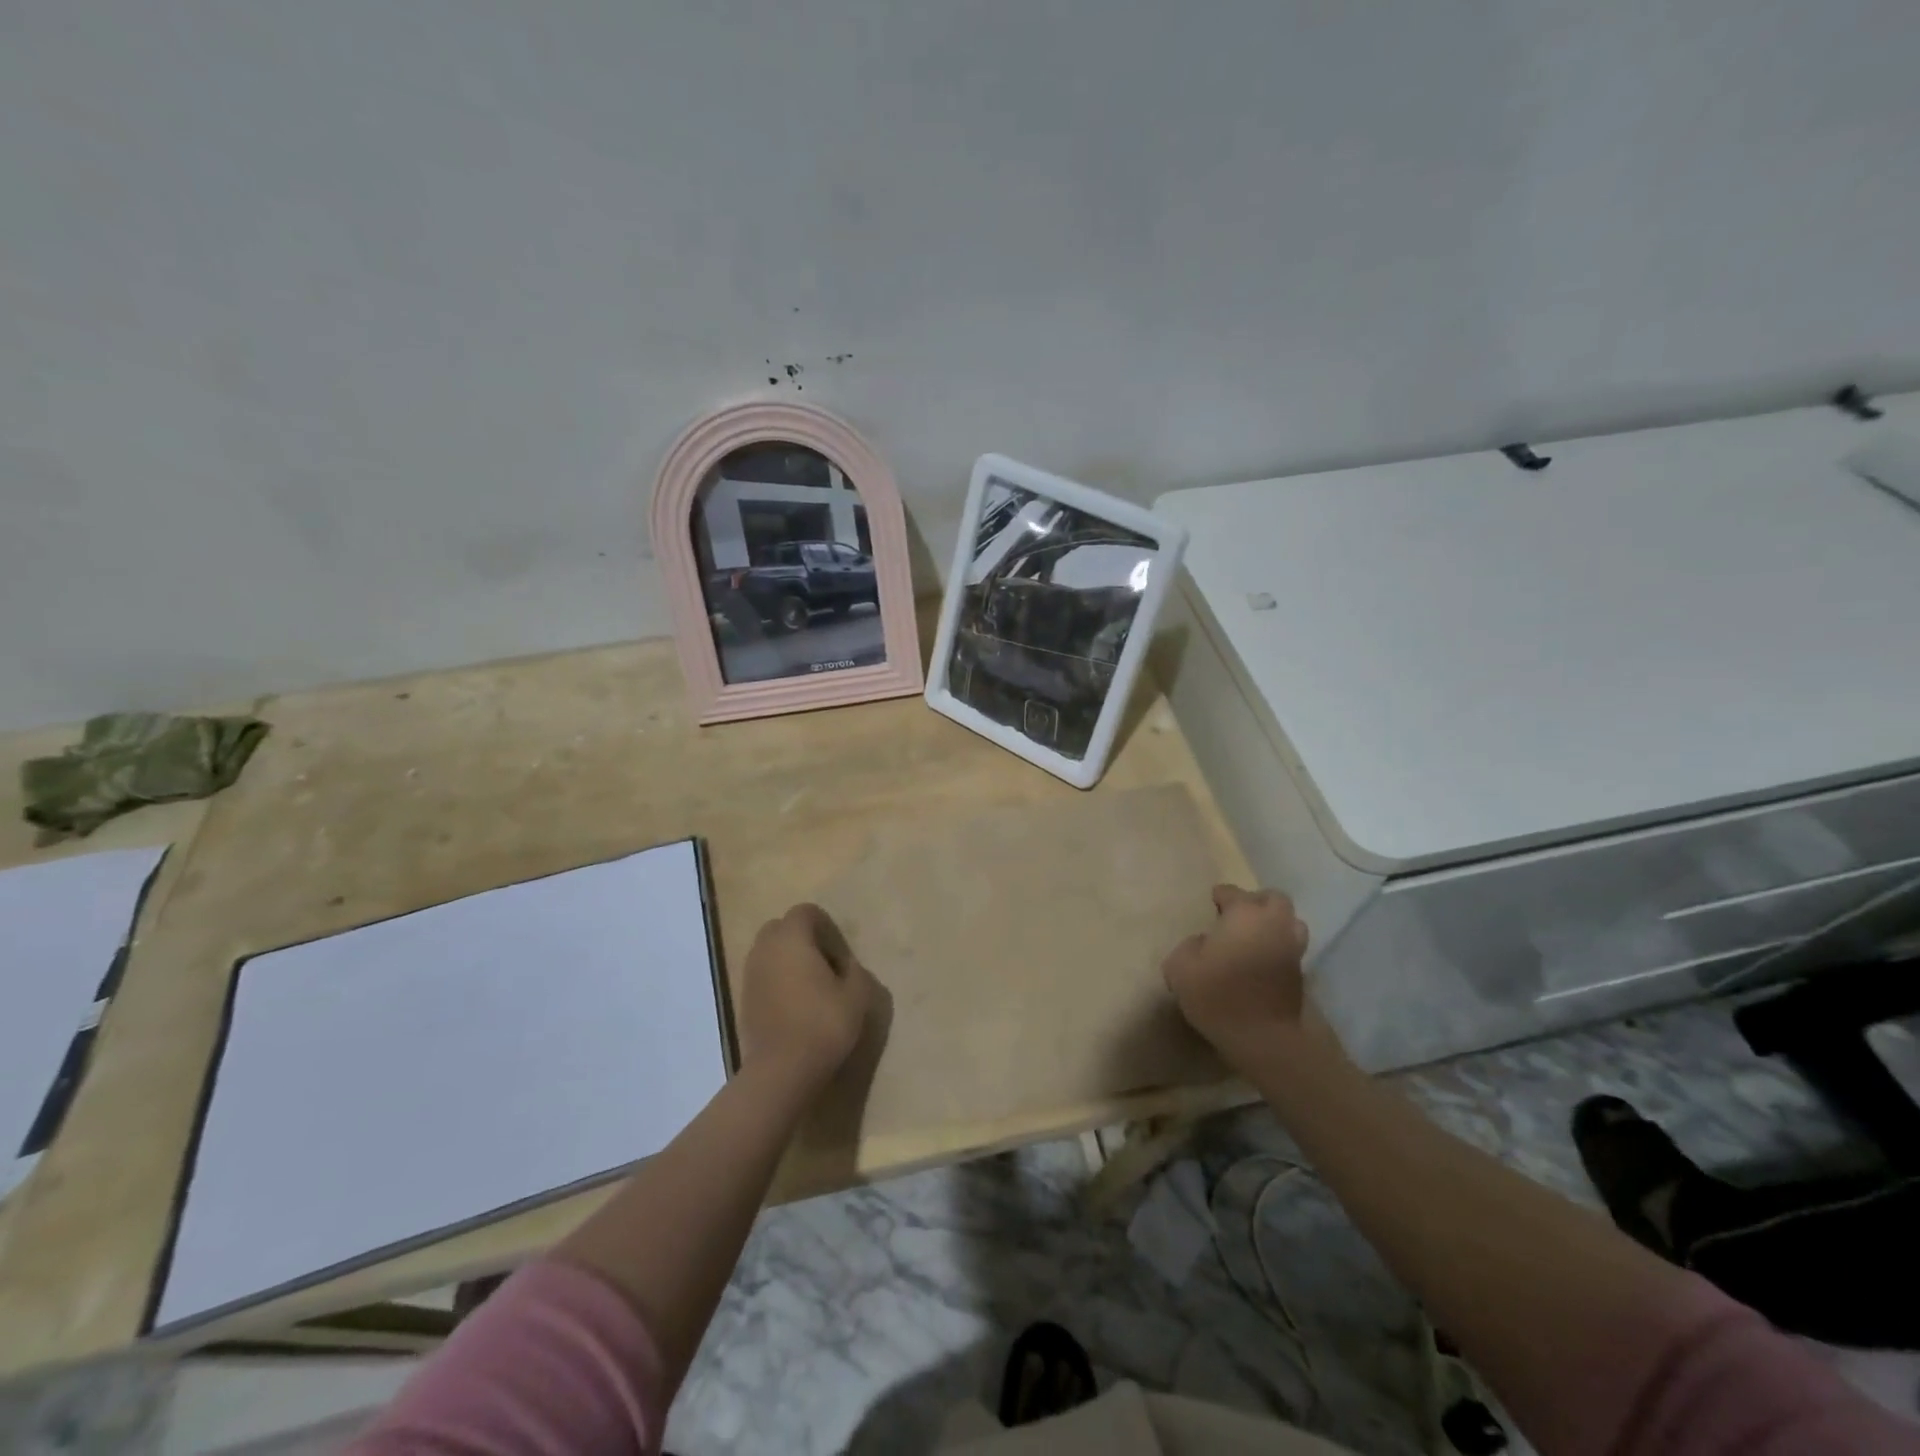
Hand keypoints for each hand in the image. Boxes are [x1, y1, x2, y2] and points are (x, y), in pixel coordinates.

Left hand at [736, 903, 876, 1097]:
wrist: (781, 1070)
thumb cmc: (823, 1024)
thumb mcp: (856, 995)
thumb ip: (854, 971)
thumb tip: (846, 967)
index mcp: (792, 938)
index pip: (805, 912)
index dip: (825, 926)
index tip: (839, 954)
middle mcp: (765, 948)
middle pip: (782, 928)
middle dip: (802, 939)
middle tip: (824, 965)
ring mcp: (749, 974)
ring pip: (768, 952)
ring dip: (787, 960)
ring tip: (810, 987)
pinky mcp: (742, 999)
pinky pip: (762, 976)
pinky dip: (776, 981)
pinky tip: (794, 1006)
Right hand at [1162, 884, 1310, 1067]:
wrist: (1264, 1038)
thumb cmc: (1218, 995)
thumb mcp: (1180, 967)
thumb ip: (1188, 946)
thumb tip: (1202, 943)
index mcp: (1244, 914)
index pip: (1232, 892)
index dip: (1220, 896)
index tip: (1211, 904)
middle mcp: (1273, 924)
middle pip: (1273, 899)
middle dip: (1256, 902)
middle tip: (1237, 916)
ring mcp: (1291, 948)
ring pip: (1290, 923)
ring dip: (1274, 924)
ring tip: (1254, 938)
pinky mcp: (1301, 974)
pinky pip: (1290, 948)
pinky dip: (1278, 948)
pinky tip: (1260, 961)